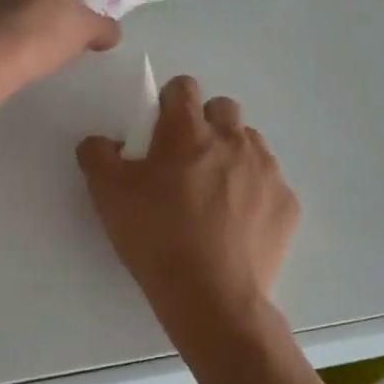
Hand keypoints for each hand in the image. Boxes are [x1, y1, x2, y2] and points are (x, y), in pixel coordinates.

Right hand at [76, 76, 298, 328]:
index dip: (168, 103)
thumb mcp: (107, 195)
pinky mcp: (286, 203)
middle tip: (186, 162)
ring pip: (250, 143)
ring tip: (213, 194)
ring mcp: (266, 170)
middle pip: (222, 109)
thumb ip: (97, 155)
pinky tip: (236, 225)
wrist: (212, 296)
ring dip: (231, 155)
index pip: (183, 88)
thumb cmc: (156, 237)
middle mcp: (233, 140)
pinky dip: (253, 194)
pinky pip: (269, 183)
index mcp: (187, 132)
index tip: (158, 131)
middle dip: (204, 125)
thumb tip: (103, 142)